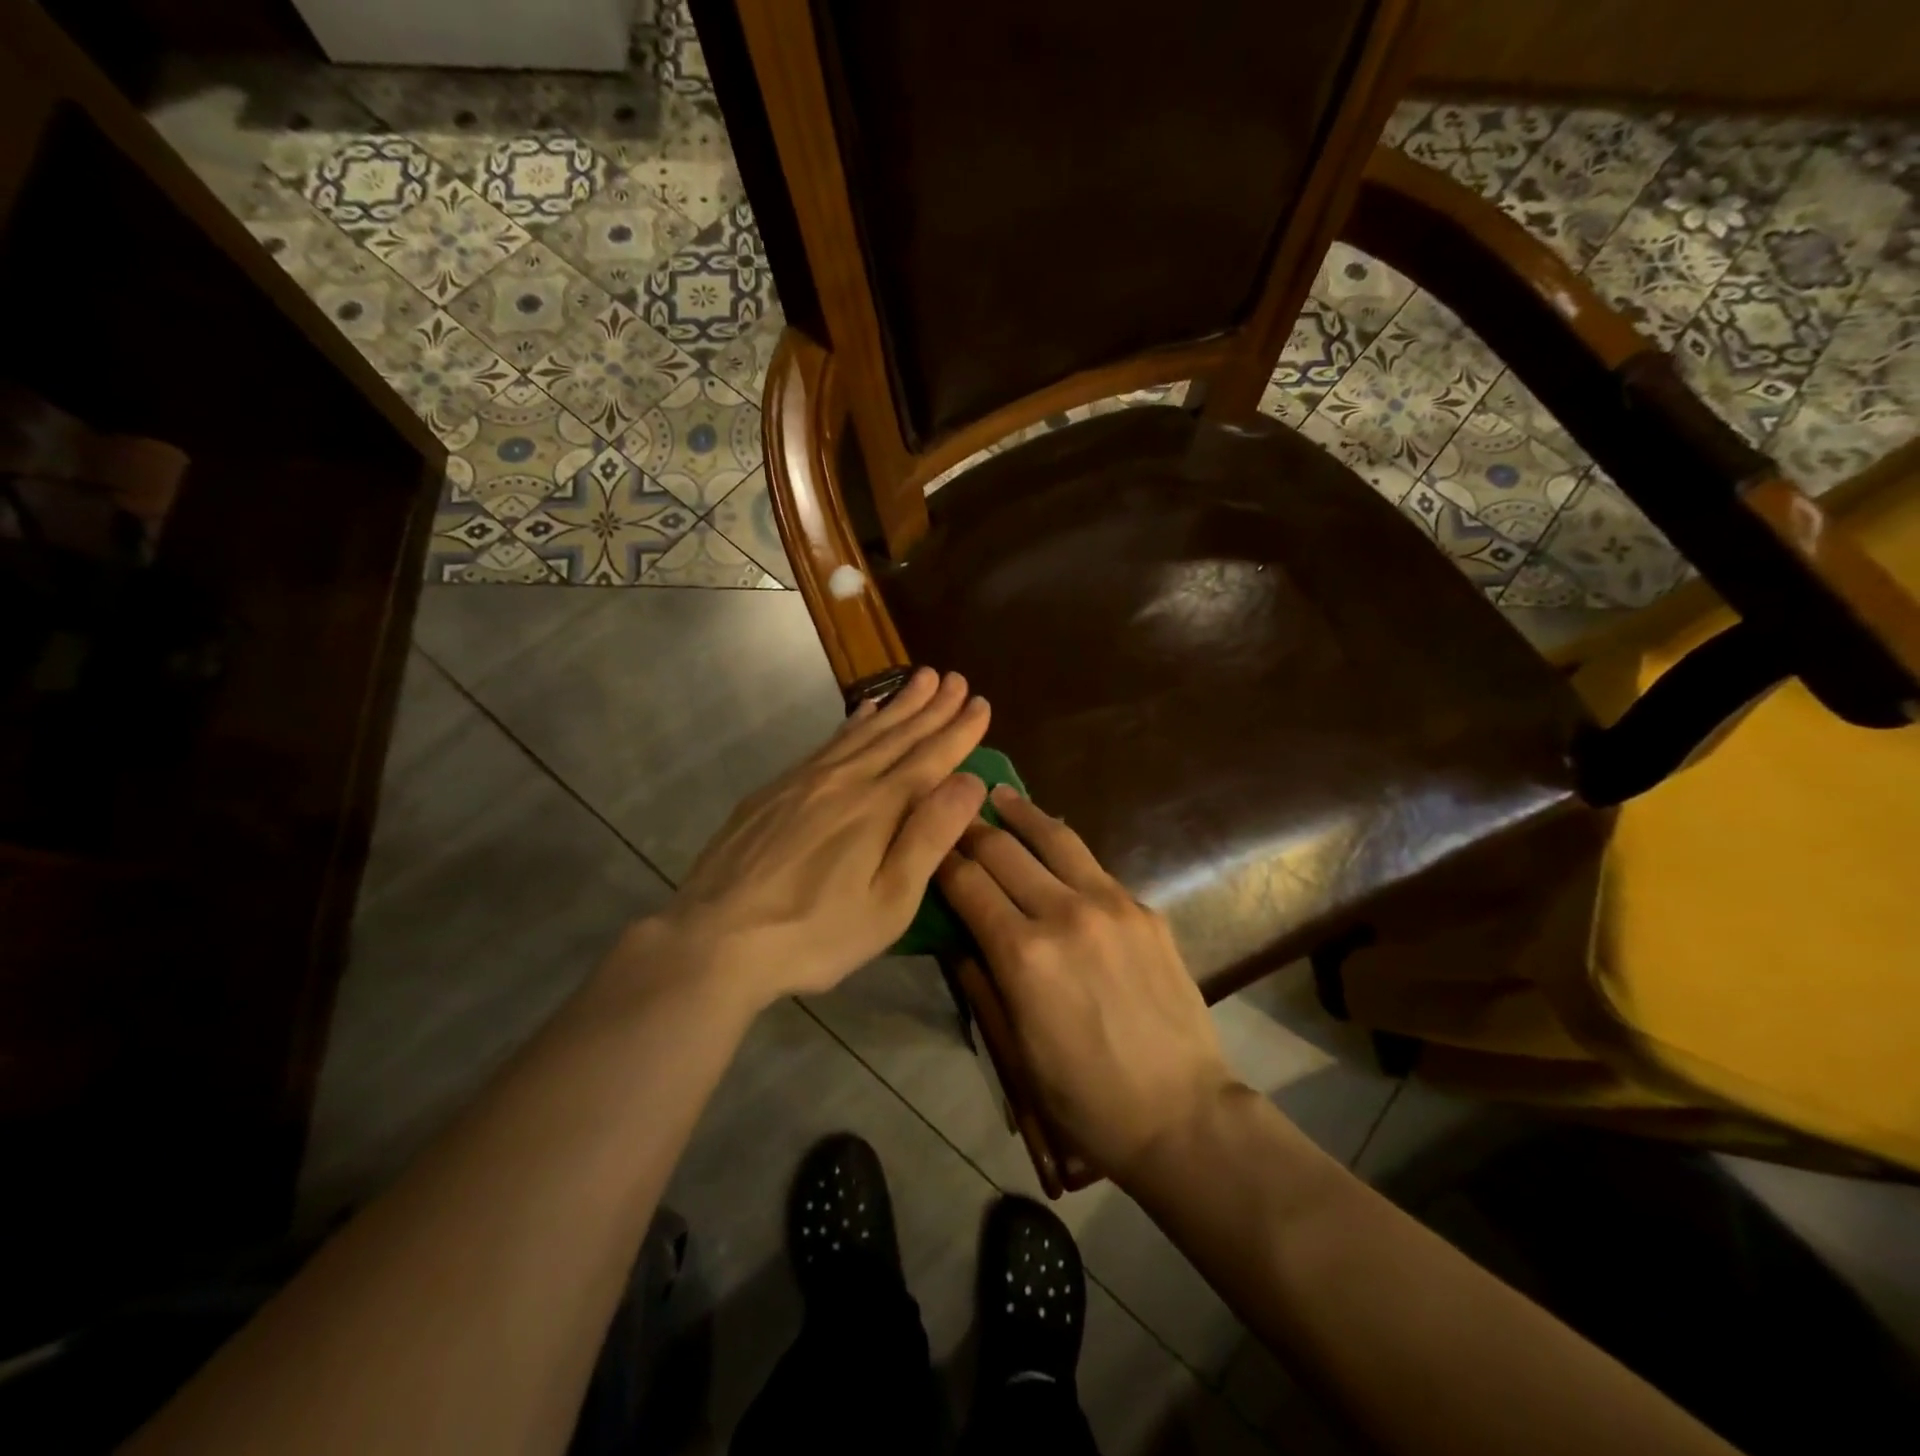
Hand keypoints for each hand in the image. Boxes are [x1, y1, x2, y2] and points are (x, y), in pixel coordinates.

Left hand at [628, 668, 989, 1010]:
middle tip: (956, 679)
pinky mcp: (774, 791)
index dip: (959, 731)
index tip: (981, 703)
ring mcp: (804, 781)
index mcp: (879, 808)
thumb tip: (970, 781)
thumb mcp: (888, 902)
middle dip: (932, 707)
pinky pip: (827, 743)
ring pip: (861, 732)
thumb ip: (929, 837)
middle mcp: (845, 780)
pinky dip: (852, 723)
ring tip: (920, 679)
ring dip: (896, 705)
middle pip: (897, 735)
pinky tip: (861, 713)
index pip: (930, 758)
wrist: (715, 939)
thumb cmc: (815, 934)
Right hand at [937, 788, 1242, 1185]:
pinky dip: (1062, 845)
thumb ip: (980, 982)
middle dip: (971, 829)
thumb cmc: (1084, 1099)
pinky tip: (1051, 840)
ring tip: (999, 793)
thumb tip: (956, 936)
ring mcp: (1111, 905)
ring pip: (1054, 839)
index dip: (940, 858)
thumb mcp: (1014, 1051)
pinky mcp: (1143, 909)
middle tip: (953, 811)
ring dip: (1020, 813)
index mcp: (1023, 954)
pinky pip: (1093, 864)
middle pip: (1004, 850)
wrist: (1182, 1114)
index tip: (926, 840)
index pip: (967, 883)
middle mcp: (1065, 913)